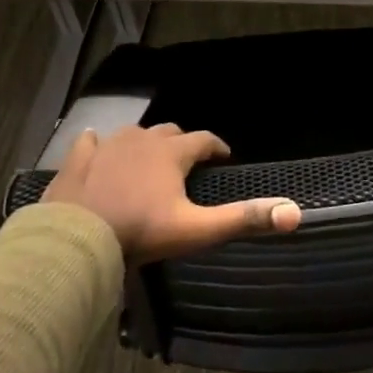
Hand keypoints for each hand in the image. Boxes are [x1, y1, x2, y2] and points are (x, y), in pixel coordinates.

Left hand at [41, 123, 300, 263]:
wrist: (78, 239)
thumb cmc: (142, 232)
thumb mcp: (197, 229)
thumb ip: (243, 219)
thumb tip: (294, 213)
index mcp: (171, 153)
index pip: (204, 140)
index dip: (217, 147)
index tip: (225, 157)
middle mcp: (141, 140)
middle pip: (169, 133)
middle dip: (182, 143)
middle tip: (188, 162)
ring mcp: (106, 146)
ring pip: (133, 134)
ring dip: (145, 143)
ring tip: (149, 159)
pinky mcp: (78, 159)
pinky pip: (90, 142)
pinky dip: (99, 145)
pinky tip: (97, 147)